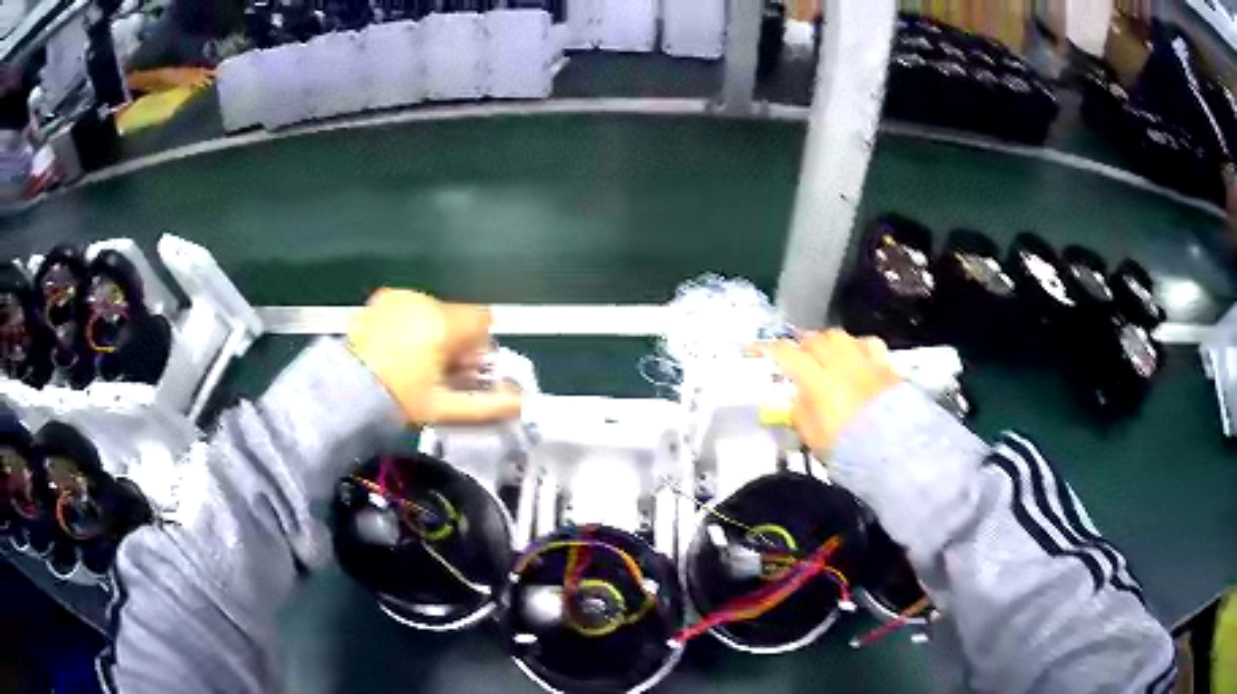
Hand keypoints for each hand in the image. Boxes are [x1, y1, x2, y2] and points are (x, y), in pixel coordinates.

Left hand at [347, 289, 522, 424]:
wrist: (345, 393)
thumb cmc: (398, 400)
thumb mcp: (445, 407)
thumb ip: (489, 406)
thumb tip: (522, 405)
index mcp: (443, 325)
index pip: (483, 319)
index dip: (479, 345)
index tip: (465, 368)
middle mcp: (425, 302)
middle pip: (458, 316)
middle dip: (455, 340)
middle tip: (438, 371)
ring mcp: (401, 298)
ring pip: (434, 310)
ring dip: (433, 331)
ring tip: (413, 361)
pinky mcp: (383, 299)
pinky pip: (411, 306)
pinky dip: (411, 322)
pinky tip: (396, 346)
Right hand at [758, 330, 899, 452]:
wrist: (897, 450)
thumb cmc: (848, 449)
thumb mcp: (812, 437)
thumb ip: (800, 412)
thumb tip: (795, 397)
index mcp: (817, 380)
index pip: (786, 354)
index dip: (768, 350)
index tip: (755, 351)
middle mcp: (840, 363)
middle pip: (814, 339)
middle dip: (801, 345)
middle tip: (796, 357)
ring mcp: (865, 361)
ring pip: (840, 336)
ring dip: (828, 342)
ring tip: (825, 354)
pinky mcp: (886, 366)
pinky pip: (869, 344)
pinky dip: (858, 346)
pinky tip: (857, 357)